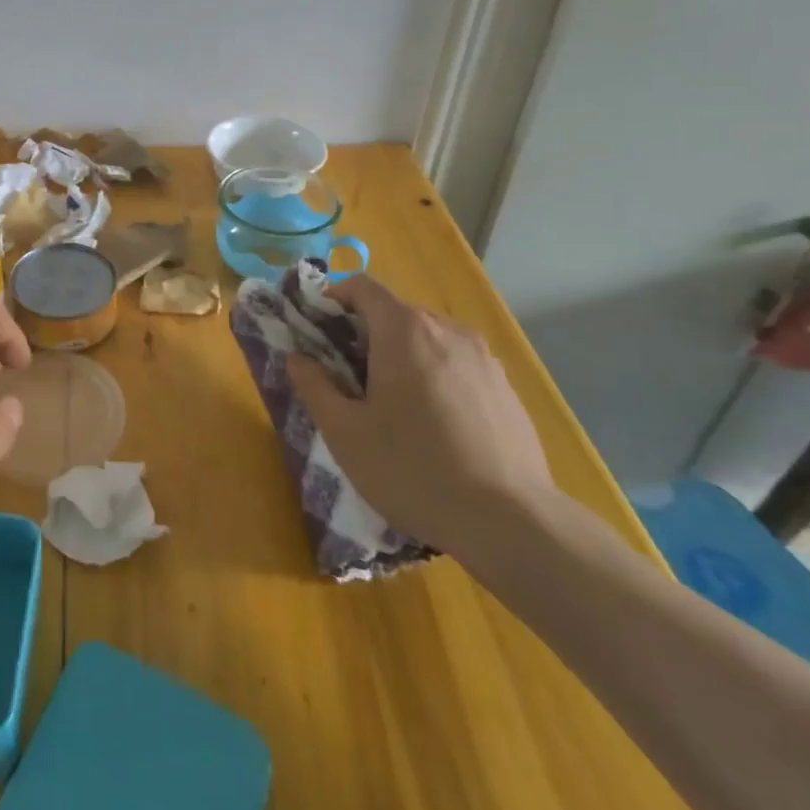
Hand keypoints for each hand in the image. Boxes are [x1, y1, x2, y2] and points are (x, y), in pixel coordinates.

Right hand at [288, 276, 553, 562]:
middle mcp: (447, 331)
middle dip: (366, 335)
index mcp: (404, 330)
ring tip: (393, 406)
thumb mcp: (344, 432)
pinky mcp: (507, 389)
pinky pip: (458, 366)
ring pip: (429, 340)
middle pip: (396, 313)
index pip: (362, 287)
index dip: (333, 299)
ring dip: (402, 357)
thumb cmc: (412, 469)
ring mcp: (484, 359)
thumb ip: (314, 386)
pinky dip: (436, 378)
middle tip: (348, 378)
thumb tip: (298, 358)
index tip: (317, 332)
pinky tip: (435, 428)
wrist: (511, 523)